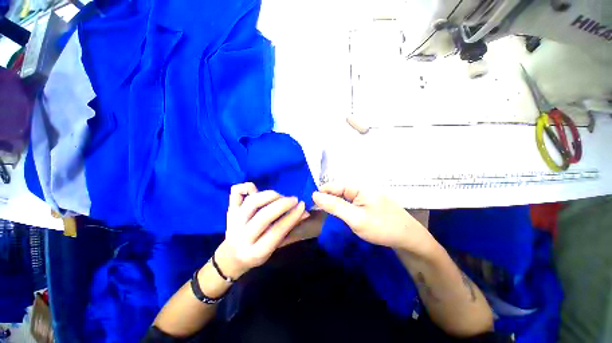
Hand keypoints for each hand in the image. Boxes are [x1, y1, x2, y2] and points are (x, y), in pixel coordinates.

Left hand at [215, 183, 307, 278]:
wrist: (231, 257)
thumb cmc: (257, 253)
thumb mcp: (274, 247)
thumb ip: (290, 230)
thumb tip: (305, 213)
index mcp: (256, 251)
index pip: (277, 231)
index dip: (292, 217)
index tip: (302, 205)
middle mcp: (243, 236)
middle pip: (263, 216)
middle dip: (282, 205)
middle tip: (294, 199)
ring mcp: (234, 221)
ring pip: (251, 202)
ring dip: (269, 196)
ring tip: (280, 196)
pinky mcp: (230, 210)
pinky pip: (235, 193)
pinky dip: (246, 187)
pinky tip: (256, 189)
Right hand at [312, 183, 435, 255]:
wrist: (409, 239)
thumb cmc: (382, 228)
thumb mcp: (355, 218)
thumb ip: (334, 206)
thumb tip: (315, 195)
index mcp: (359, 187)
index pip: (334, 185)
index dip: (322, 193)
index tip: (311, 202)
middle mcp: (362, 187)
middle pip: (339, 190)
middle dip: (328, 199)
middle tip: (317, 211)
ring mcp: (366, 195)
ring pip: (344, 197)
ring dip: (335, 204)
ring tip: (326, 213)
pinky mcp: (368, 203)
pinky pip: (351, 202)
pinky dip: (343, 207)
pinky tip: (340, 214)